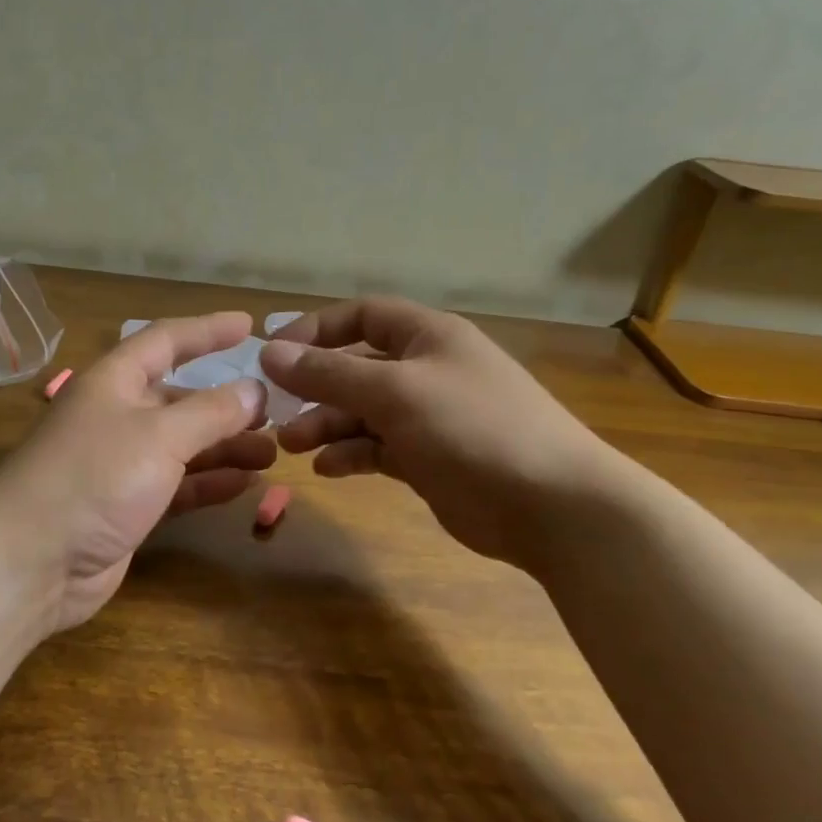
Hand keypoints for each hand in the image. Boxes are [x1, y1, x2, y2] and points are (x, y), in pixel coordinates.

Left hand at [0, 312, 275, 631]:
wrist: (31, 561)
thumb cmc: (94, 478)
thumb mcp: (159, 435)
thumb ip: (212, 412)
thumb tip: (255, 390)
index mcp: (114, 382)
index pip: (166, 341)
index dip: (207, 330)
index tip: (249, 325)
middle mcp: (117, 416)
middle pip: (180, 399)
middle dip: (226, 404)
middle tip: (274, 412)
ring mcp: (120, 465)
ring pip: (183, 446)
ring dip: (225, 447)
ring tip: (271, 453)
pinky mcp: (126, 508)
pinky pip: (177, 486)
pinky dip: (208, 483)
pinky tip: (244, 486)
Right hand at [259, 297, 620, 568]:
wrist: (551, 505)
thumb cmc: (472, 429)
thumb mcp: (394, 392)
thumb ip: (329, 373)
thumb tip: (270, 352)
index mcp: (428, 337)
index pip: (362, 316)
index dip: (316, 329)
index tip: (274, 354)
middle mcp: (428, 370)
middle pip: (357, 367)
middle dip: (314, 387)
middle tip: (274, 411)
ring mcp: (430, 417)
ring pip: (363, 412)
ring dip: (326, 425)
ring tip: (291, 446)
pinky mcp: (430, 459)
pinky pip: (379, 448)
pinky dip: (351, 454)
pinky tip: (327, 468)